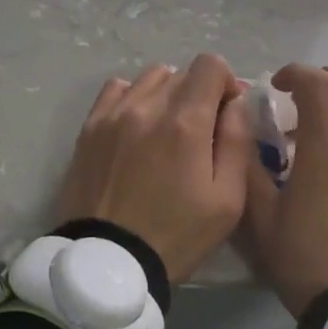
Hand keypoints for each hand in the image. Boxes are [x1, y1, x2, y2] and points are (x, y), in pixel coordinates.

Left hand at [54, 54, 253, 282]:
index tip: (227, 112)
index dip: (227, 82)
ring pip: (150, 78)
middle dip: (199, 93)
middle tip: (201, 130)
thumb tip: (237, 103)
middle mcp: (147, 106)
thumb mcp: (228, 200)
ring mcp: (113, 114)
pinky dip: (134, 97)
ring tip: (168, 128)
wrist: (108, 263)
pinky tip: (138, 125)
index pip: (210, 65)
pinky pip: (116, 89)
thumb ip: (237, 142)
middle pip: (182, 73)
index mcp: (186, 122)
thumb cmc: (176, 236)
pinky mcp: (89, 128)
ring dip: (167, 93)